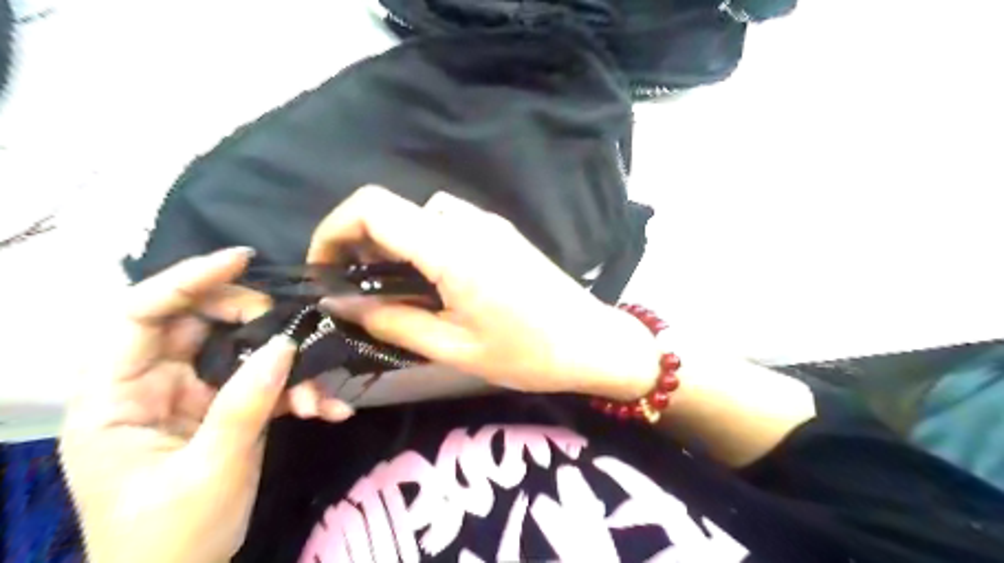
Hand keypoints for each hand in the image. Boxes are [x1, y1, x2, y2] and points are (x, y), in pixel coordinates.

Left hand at [57, 248, 296, 562]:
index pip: (139, 317)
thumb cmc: (172, 538)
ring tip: (318, 398)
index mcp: (114, 399)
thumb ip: (245, 402)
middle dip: (252, 323)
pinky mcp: (223, 410)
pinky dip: (295, 393)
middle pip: (198, 325)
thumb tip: (285, 345)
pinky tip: (326, 411)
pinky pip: (261, 383)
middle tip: (293, 332)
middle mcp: (149, 387)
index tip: (241, 261)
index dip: (186, 281)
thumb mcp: (210, 470)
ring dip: (286, 368)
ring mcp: (191, 397)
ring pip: (239, 353)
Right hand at [310, 185, 664, 400]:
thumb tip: (342, 305)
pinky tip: (433, 281)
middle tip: (355, 290)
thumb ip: (393, 321)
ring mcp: (488, 224)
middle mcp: (468, 223)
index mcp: (452, 249)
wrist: (591, 341)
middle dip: (359, 242)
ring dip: (394, 243)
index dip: (333, 229)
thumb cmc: (527, 354)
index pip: (372, 207)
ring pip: (419, 215)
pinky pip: (448, 224)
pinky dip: (423, 243)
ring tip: (392, 289)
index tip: (324, 269)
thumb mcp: (453, 347)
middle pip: (392, 208)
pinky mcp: (500, 233)